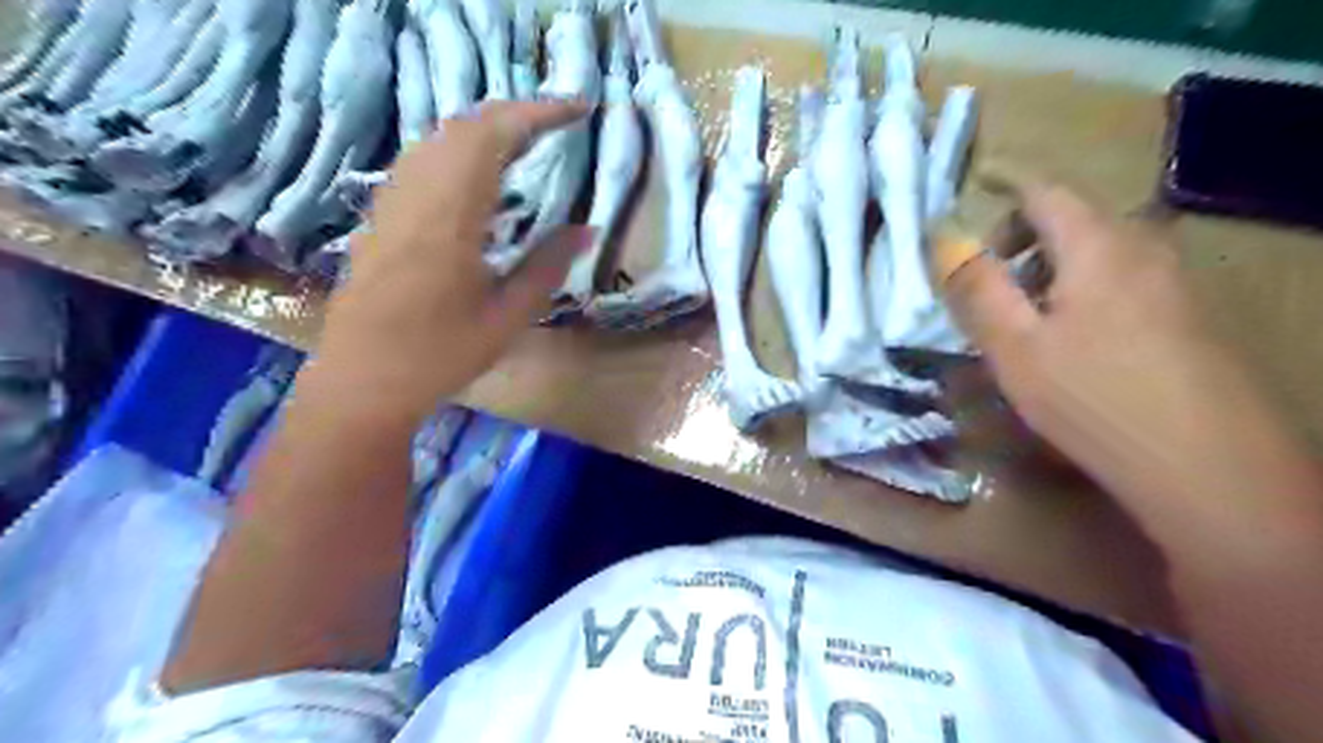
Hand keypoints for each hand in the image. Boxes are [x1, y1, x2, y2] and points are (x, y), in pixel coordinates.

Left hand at [308, 98, 590, 419]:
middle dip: (516, 115)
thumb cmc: (441, 354)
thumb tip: (587, 228)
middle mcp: (417, 194)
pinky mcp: (382, 215)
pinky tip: (479, 175)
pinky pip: (423, 159)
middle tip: (560, 125)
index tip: (580, 109)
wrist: (363, 380)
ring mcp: (393, 201)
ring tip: (527, 143)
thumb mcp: (508, 315)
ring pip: (439, 138)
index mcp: (451, 215)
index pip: (494, 136)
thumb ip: (548, 265)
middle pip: (464, 126)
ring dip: (486, 129)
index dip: (539, 113)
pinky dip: (459, 149)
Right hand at [934, 177, 1315, 528]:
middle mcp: (1144, 247)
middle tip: (989, 286)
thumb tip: (945, 240)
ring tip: (1024, 321)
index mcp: (1098, 244)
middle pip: (1073, 218)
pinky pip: (1123, 279)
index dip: (1002, 189)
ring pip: (1098, 251)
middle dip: (1022, 240)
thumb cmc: (1091, 396)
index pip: (1044, 191)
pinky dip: (1083, 290)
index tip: (971, 205)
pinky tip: (1073, 343)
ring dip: (1051, 269)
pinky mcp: (1188, 313)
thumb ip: (977, 287)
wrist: (1204, 462)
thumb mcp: (1014, 345)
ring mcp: (1173, 280)